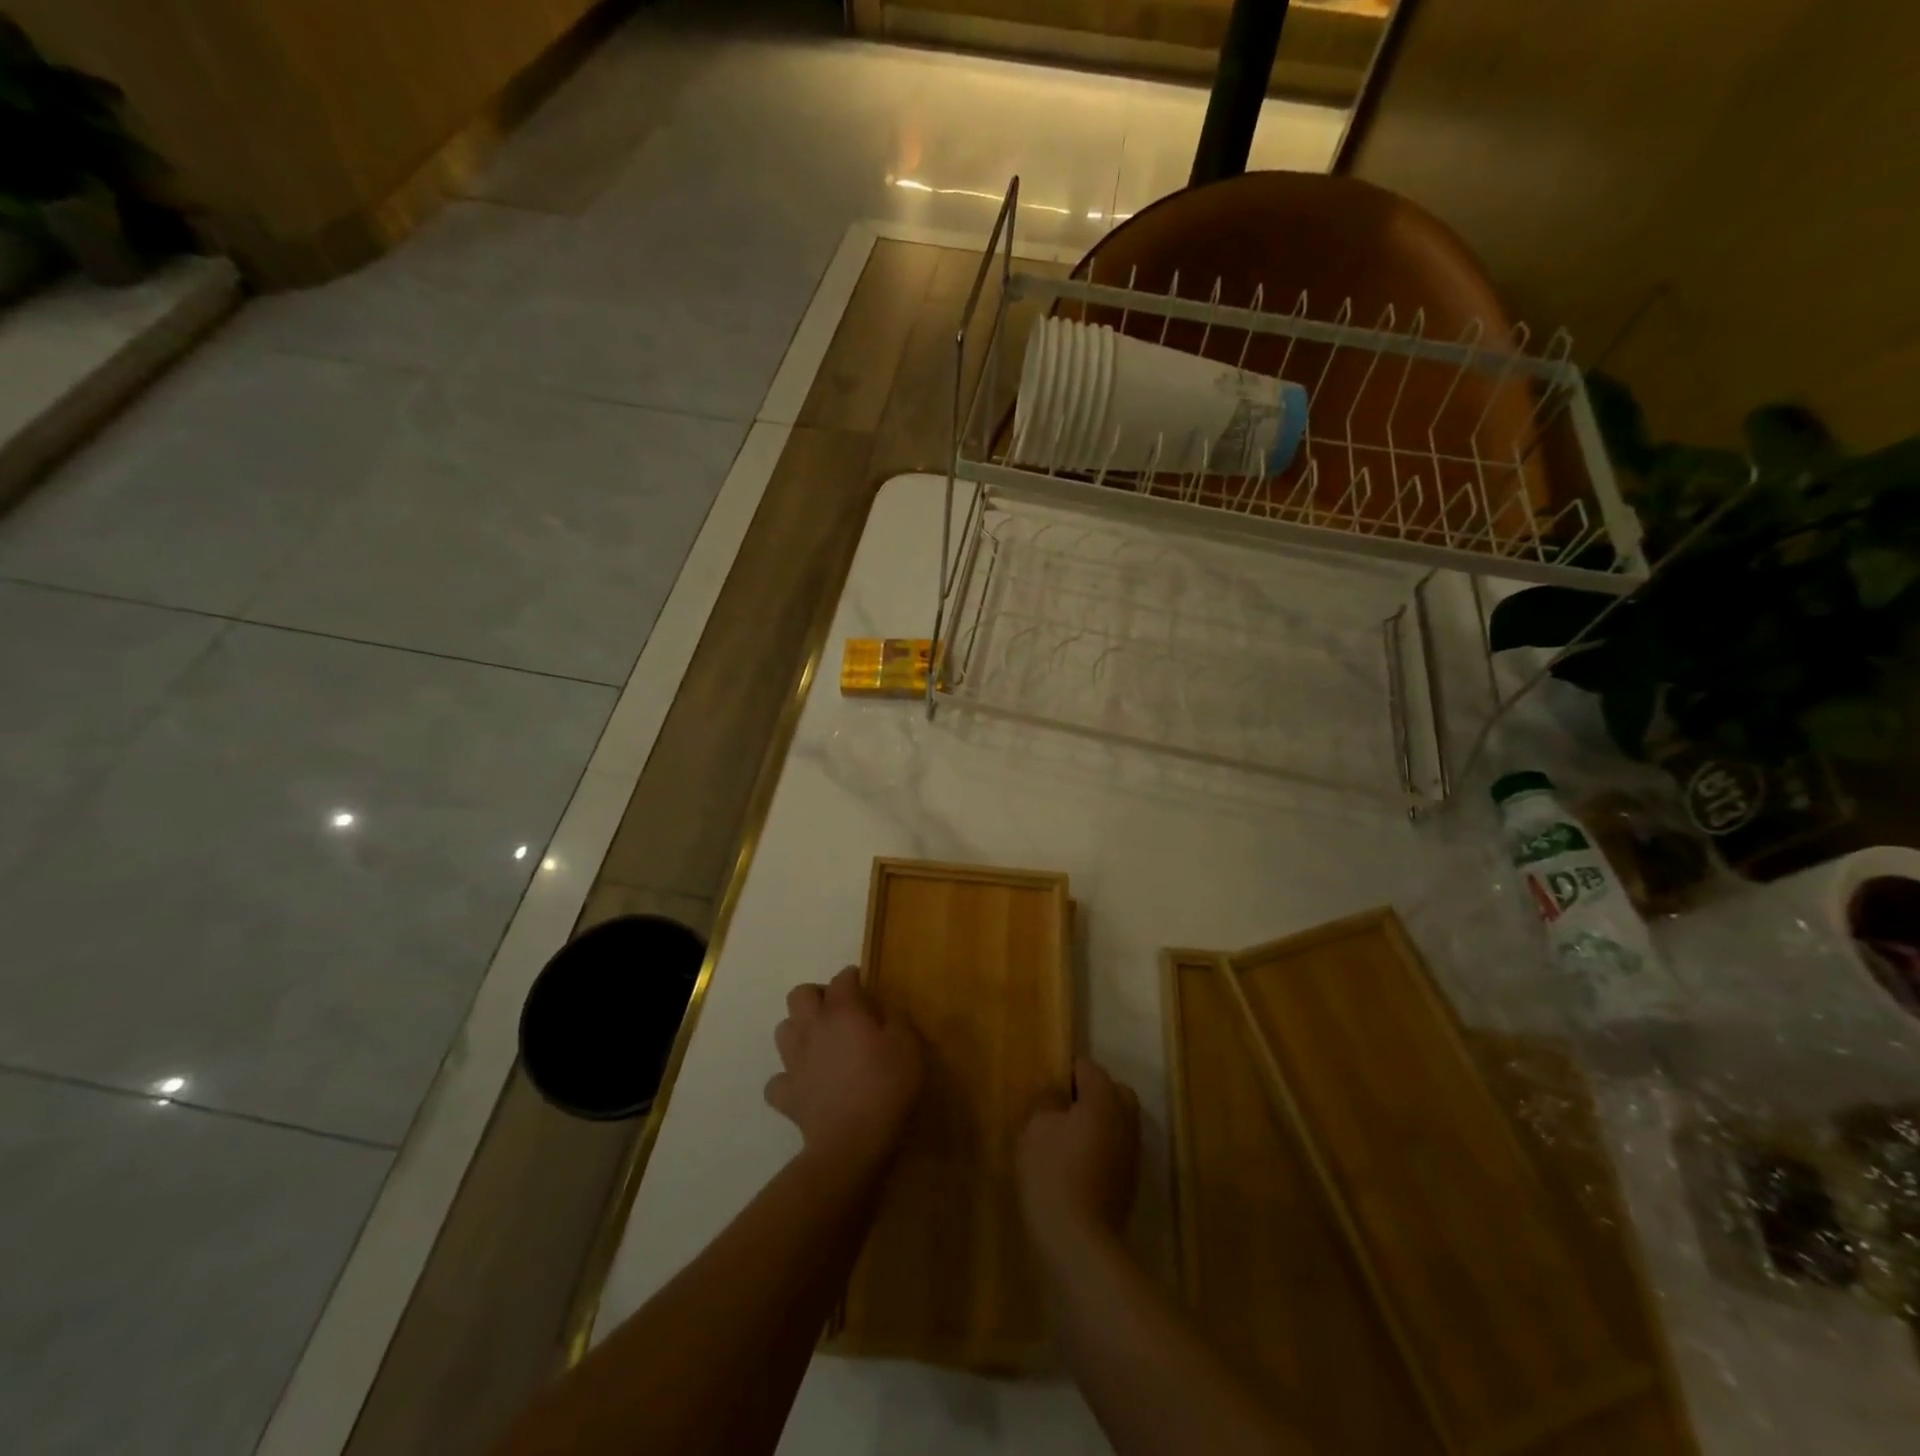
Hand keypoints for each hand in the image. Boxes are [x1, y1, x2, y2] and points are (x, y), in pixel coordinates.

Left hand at [766, 966, 923, 1173]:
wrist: (853, 1142)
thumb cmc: (886, 1086)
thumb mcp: (908, 1045)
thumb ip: (896, 1018)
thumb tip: (884, 1006)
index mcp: (842, 1011)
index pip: (842, 979)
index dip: (852, 976)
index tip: (863, 982)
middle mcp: (812, 1028)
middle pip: (799, 994)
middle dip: (815, 995)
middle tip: (837, 1009)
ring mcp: (794, 1062)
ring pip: (782, 1029)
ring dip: (798, 1029)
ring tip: (819, 1041)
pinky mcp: (786, 1095)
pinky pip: (778, 1080)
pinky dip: (788, 1078)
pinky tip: (803, 1083)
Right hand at [1018, 1057, 1139, 1257]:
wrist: (1080, 1242)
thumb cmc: (1053, 1174)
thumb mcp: (1036, 1128)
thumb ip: (1047, 1100)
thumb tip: (1056, 1090)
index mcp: (1103, 1097)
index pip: (1087, 1066)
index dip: (1065, 1073)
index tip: (1046, 1090)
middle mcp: (1125, 1117)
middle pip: (1112, 1089)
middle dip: (1090, 1093)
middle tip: (1061, 1110)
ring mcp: (1132, 1149)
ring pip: (1118, 1118)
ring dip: (1098, 1121)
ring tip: (1067, 1137)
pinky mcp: (1131, 1178)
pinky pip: (1117, 1145)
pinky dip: (1102, 1145)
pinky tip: (1078, 1162)